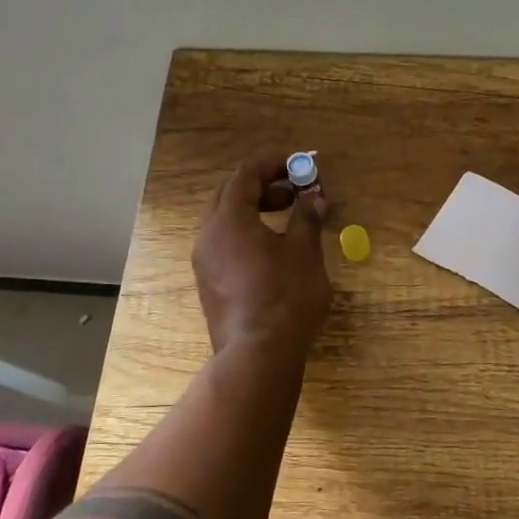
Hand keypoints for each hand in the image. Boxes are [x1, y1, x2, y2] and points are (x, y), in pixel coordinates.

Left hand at [193, 152, 332, 354]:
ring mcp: (205, 261)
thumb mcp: (304, 251)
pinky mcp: (209, 283)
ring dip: (256, 209)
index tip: (299, 163)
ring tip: (289, 217)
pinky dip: (248, 232)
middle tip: (296, 190)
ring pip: (226, 220)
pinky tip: (274, 248)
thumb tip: (314, 199)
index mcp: (229, 219)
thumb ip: (307, 217)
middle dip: (264, 185)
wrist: (258, 355)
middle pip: (231, 194)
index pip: (246, 174)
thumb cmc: (285, 296)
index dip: (273, 163)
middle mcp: (208, 234)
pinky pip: (225, 243)